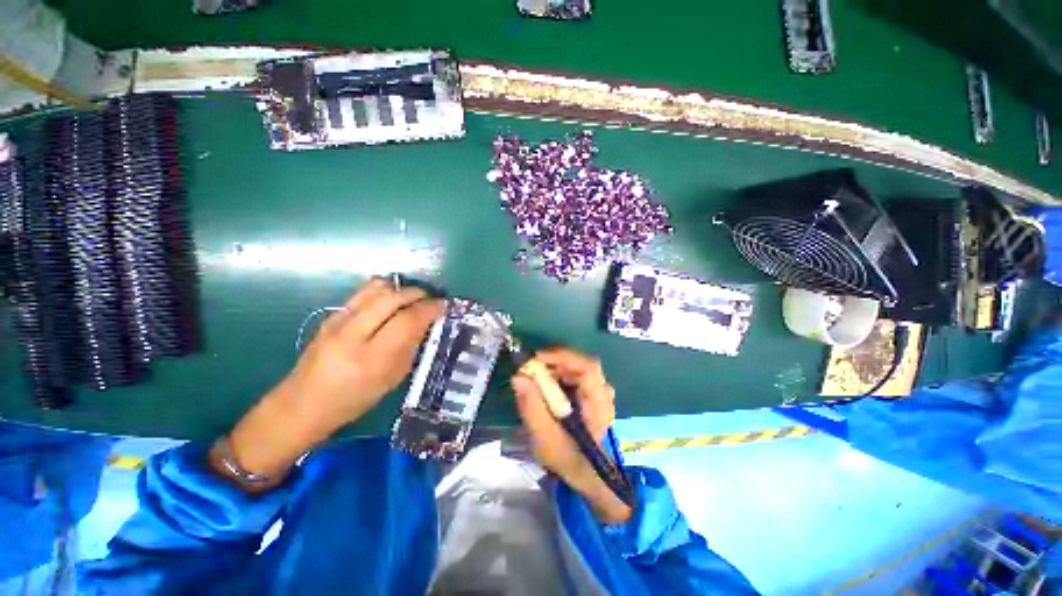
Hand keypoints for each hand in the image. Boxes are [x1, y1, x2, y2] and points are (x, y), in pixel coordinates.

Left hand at [215, 279, 443, 490]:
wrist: (302, 403)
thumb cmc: (353, 400)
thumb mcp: (391, 379)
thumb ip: (410, 347)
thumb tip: (426, 322)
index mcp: (371, 359)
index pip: (407, 320)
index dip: (429, 308)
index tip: (443, 306)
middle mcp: (352, 335)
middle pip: (392, 298)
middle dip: (417, 294)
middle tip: (431, 300)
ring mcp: (337, 322)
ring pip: (376, 289)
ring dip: (400, 289)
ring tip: (411, 298)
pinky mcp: (330, 315)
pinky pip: (363, 292)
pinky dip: (384, 291)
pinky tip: (391, 301)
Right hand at [511, 348, 630, 523]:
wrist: (588, 476)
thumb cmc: (568, 459)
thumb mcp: (545, 438)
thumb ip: (532, 406)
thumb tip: (518, 376)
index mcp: (598, 403)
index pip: (587, 368)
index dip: (563, 357)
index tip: (537, 358)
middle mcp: (603, 392)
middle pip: (581, 364)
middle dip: (554, 362)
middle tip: (530, 368)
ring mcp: (600, 393)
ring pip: (578, 368)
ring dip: (556, 368)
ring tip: (535, 377)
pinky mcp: (593, 394)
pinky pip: (576, 376)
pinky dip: (560, 375)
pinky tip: (547, 386)